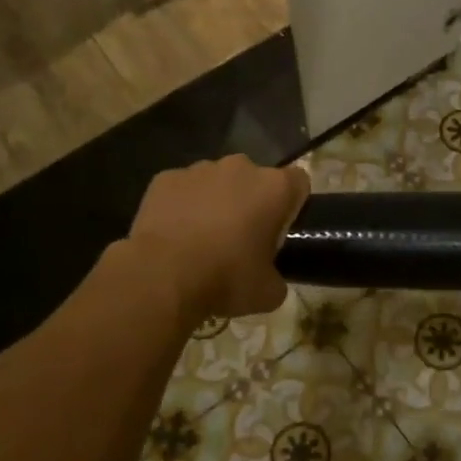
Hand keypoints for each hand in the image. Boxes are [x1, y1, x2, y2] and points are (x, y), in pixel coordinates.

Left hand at [126, 157, 309, 322]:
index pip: (299, 182)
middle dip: (252, 201)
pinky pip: (182, 189)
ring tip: (203, 238)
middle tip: (242, 238)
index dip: (293, 204)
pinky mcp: (165, 178)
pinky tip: (175, 235)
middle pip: (255, 179)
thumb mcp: (268, 292)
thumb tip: (270, 277)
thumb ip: (278, 276)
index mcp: (274, 188)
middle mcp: (241, 168)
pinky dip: (182, 205)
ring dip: (216, 202)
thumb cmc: (226, 279)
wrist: (161, 277)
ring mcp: (200, 169)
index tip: (281, 229)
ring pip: (217, 181)